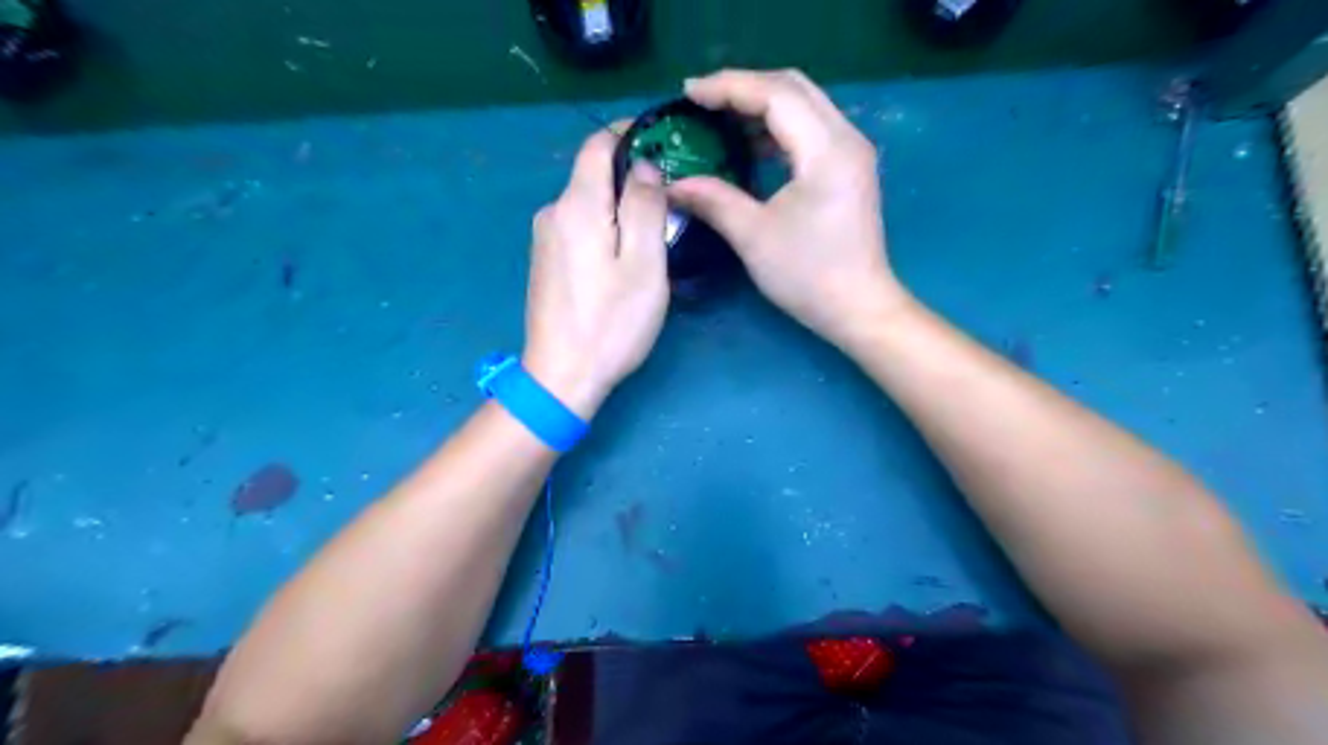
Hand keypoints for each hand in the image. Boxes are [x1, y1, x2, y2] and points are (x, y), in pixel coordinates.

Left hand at [519, 129, 663, 418]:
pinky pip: (578, 227)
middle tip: (671, 201)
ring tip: (653, 233)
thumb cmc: (611, 322)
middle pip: (592, 175)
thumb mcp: (643, 264)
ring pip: (588, 204)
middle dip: (630, 177)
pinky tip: (622, 257)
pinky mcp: (545, 262)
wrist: (562, 375)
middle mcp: (552, 213)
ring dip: (619, 207)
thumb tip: (644, 168)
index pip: (597, 145)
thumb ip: (645, 207)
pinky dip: (604, 227)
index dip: (629, 134)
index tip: (662, 141)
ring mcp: (544, 239)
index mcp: (577, 206)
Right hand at [663, 71, 914, 349]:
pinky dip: (778, 127)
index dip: (728, 87)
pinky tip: (751, 145)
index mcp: (827, 150)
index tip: (687, 94)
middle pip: (793, 87)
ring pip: (804, 104)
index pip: (775, 94)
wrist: (858, 308)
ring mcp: (852, 152)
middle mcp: (846, 138)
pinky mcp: (849, 168)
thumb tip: (672, 184)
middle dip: (744, 88)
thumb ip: (713, 200)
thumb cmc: (808, 275)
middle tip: (701, 103)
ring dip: (761, 105)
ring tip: (719, 119)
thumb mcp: (753, 237)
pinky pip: (811, 128)